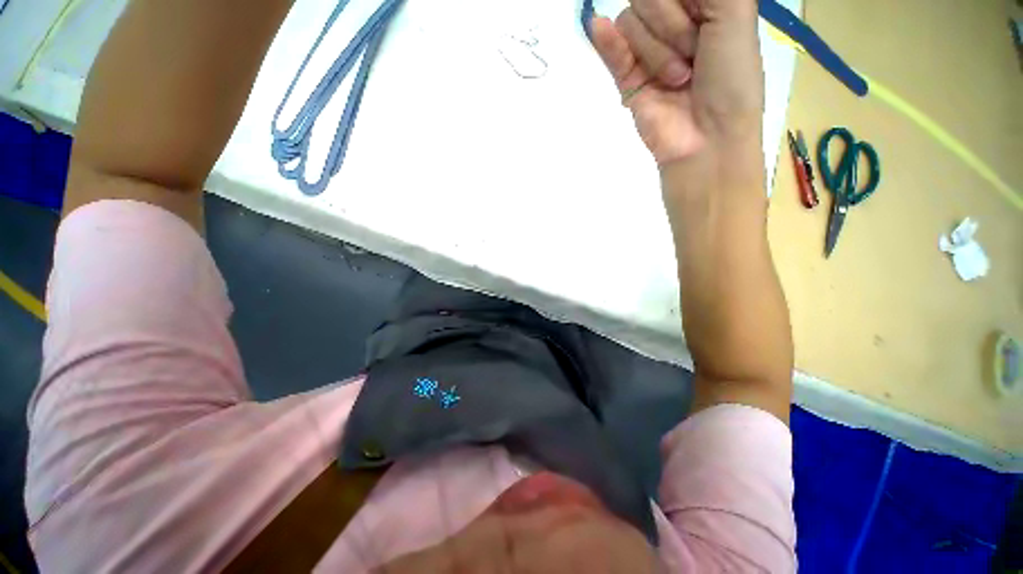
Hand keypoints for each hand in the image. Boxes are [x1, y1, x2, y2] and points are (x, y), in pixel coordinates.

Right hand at [590, 0, 764, 170]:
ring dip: (657, 52)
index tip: (704, 22)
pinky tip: (598, 27)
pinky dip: (606, 40)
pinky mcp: (627, 78)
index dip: (685, 2)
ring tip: (677, 79)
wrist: (708, 136)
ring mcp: (645, 52)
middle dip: (672, 25)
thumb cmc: (731, 78)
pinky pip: (610, 49)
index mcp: (699, 6)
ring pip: (631, 22)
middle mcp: (670, 23)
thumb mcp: (736, 12)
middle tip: (694, 55)